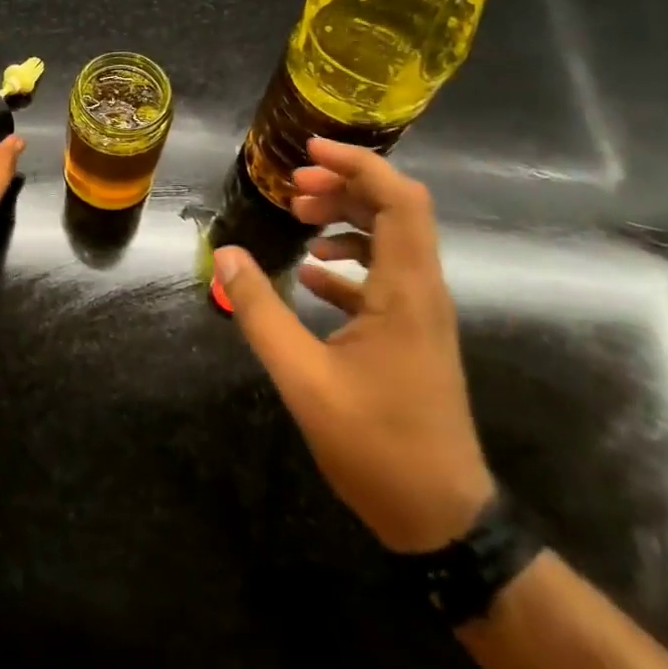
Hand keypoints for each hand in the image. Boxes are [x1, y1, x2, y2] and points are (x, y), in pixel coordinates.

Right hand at [214, 138, 494, 552]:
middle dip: (346, 185)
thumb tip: (225, 254)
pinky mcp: (413, 334)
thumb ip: (260, 312)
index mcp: (406, 291)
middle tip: (294, 186)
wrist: (442, 518)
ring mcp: (421, 314)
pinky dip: (349, 260)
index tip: (309, 150)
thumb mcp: (302, 379)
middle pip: (397, 210)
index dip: (358, 164)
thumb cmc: (376, 446)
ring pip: (392, 240)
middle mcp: (423, 291)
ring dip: (348, 219)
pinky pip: (384, 275)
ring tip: (300, 219)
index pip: (399, 200)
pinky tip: (311, 274)